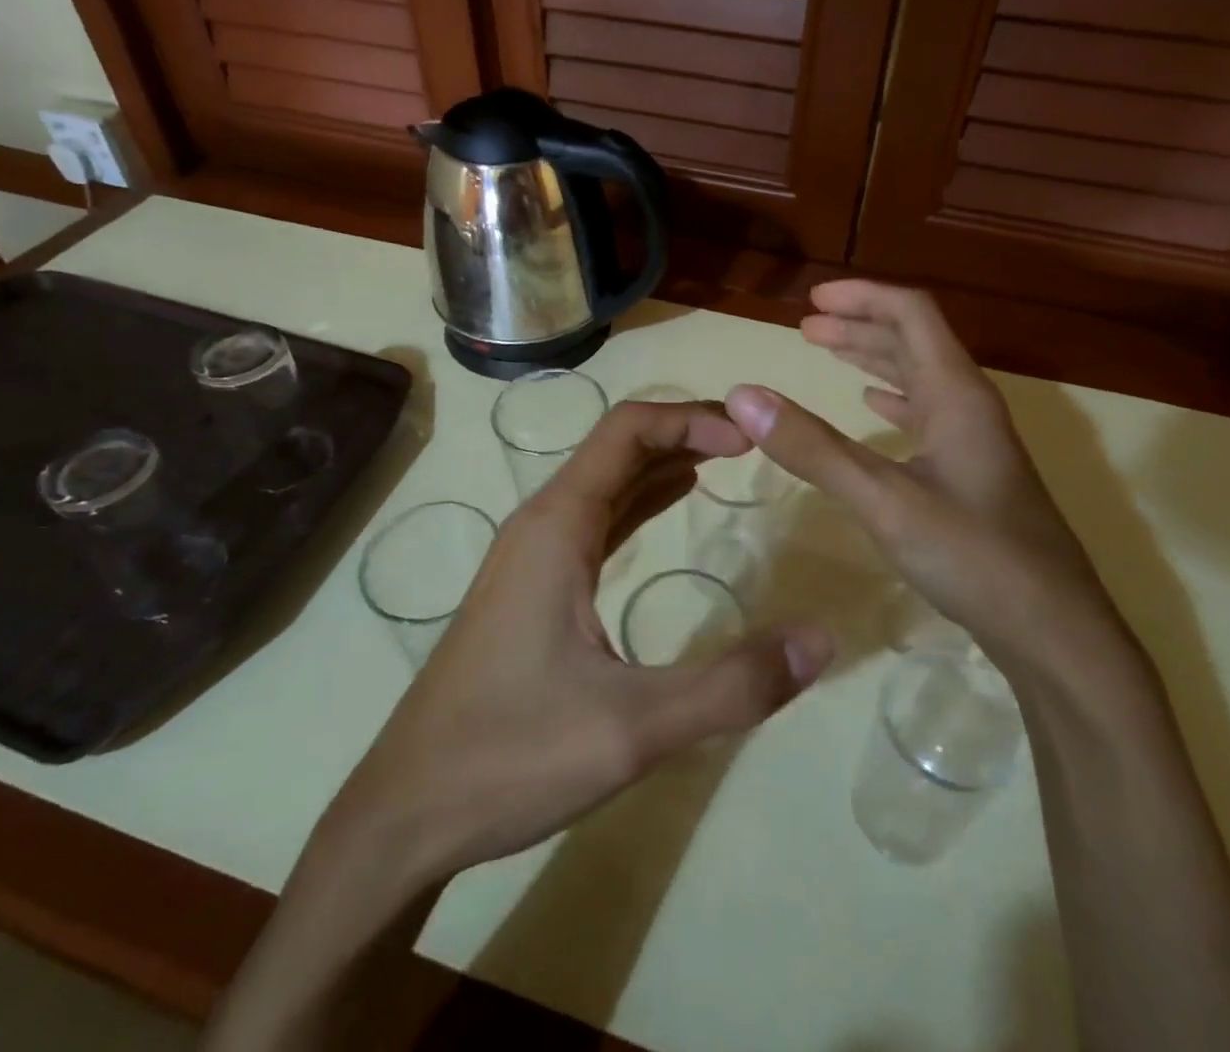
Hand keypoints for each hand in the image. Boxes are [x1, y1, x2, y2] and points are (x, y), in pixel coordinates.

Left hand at [338, 400, 834, 882]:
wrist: (407, 811)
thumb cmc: (512, 755)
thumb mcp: (634, 727)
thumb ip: (732, 684)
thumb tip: (822, 639)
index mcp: (558, 524)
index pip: (627, 429)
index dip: (691, 419)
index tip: (751, 438)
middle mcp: (543, 522)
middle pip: (618, 445)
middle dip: (685, 431)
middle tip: (753, 442)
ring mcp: (533, 553)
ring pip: (607, 480)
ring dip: (664, 460)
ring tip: (727, 459)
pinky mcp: (533, 584)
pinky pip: (597, 518)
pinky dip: (642, 498)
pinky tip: (673, 504)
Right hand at [725, 280, 1122, 675]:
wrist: (1055, 632)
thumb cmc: (973, 556)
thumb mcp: (883, 500)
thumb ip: (813, 448)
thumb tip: (743, 396)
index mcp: (957, 393)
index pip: (912, 313)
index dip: (863, 296)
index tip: (812, 300)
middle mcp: (969, 404)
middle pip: (913, 339)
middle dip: (858, 325)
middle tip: (805, 326)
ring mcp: (974, 439)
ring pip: (918, 376)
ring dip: (872, 357)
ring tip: (826, 351)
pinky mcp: (972, 471)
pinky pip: (925, 413)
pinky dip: (891, 399)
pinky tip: (872, 407)